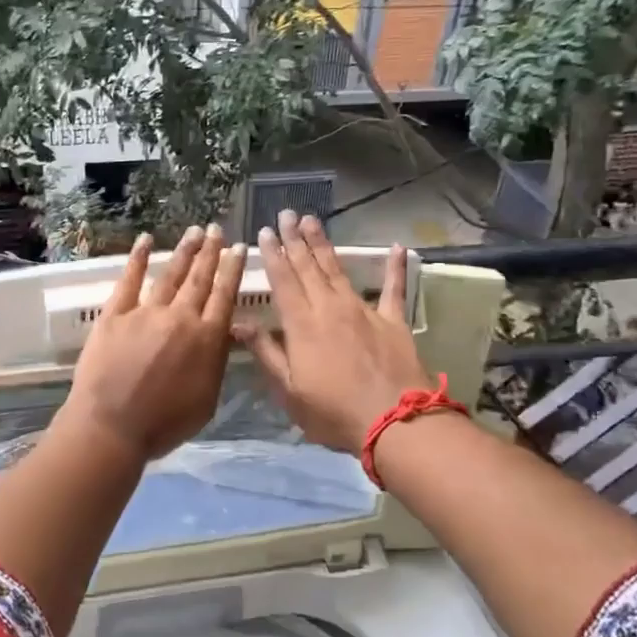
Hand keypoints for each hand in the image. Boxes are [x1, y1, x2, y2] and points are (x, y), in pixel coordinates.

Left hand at [58, 224, 245, 462]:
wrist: (112, 427)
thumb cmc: (164, 424)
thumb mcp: (208, 400)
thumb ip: (217, 362)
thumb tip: (226, 334)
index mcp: (207, 339)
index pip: (224, 296)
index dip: (232, 270)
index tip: (238, 248)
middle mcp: (180, 318)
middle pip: (199, 279)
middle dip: (211, 252)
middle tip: (217, 229)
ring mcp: (146, 312)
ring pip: (170, 275)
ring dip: (184, 252)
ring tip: (195, 232)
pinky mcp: (115, 314)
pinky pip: (129, 280)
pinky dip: (138, 258)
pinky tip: (145, 240)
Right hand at [237, 211, 432, 453]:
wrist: (394, 423)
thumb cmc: (333, 413)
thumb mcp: (289, 391)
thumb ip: (266, 353)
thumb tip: (239, 324)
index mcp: (302, 324)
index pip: (283, 281)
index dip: (273, 255)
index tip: (265, 232)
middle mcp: (330, 308)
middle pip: (308, 267)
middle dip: (295, 240)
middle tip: (286, 214)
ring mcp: (363, 310)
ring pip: (338, 270)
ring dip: (324, 244)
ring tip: (312, 221)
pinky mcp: (393, 321)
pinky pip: (394, 288)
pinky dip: (395, 268)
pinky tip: (397, 247)